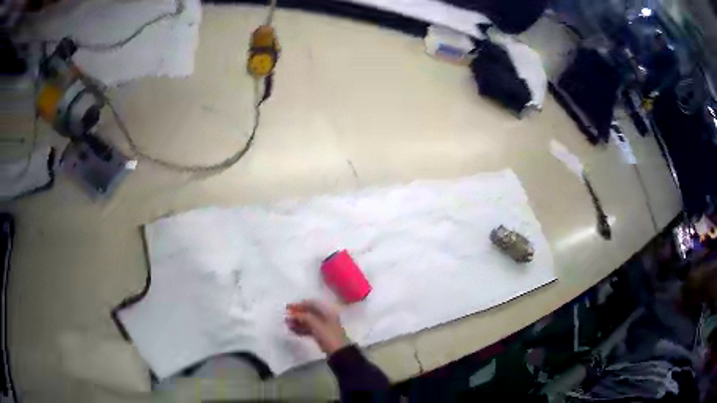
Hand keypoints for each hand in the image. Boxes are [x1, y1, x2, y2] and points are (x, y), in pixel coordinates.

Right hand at [285, 300, 349, 354]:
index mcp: (327, 312)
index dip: (300, 304)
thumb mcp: (317, 325)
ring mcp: (323, 327)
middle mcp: (325, 317)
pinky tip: (292, 331)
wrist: (339, 353)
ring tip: (287, 324)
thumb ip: (305, 317)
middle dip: (297, 314)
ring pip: (308, 322)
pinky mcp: (320, 335)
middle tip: (286, 317)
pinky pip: (309, 330)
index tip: (288, 308)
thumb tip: (294, 313)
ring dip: (297, 322)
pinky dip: (301, 329)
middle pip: (309, 313)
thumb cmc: (330, 337)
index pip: (312, 304)